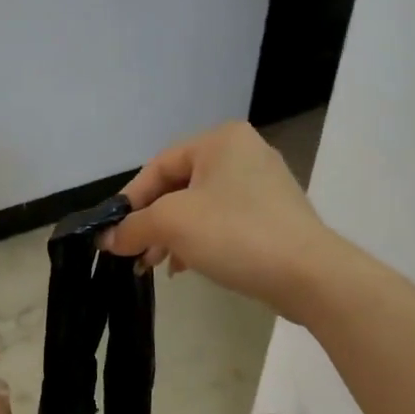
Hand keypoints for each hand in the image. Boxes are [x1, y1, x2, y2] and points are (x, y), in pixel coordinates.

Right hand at [102, 121, 340, 320]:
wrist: (309, 274)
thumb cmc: (235, 234)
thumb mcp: (173, 224)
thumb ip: (133, 226)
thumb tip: (105, 238)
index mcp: (220, 139)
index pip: (158, 165)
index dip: (130, 200)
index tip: (113, 233)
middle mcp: (244, 152)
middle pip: (179, 186)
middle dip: (152, 222)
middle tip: (134, 254)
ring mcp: (263, 185)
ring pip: (201, 206)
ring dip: (173, 236)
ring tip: (156, 266)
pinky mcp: (274, 215)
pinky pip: (224, 222)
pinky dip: (200, 241)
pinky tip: (187, 267)